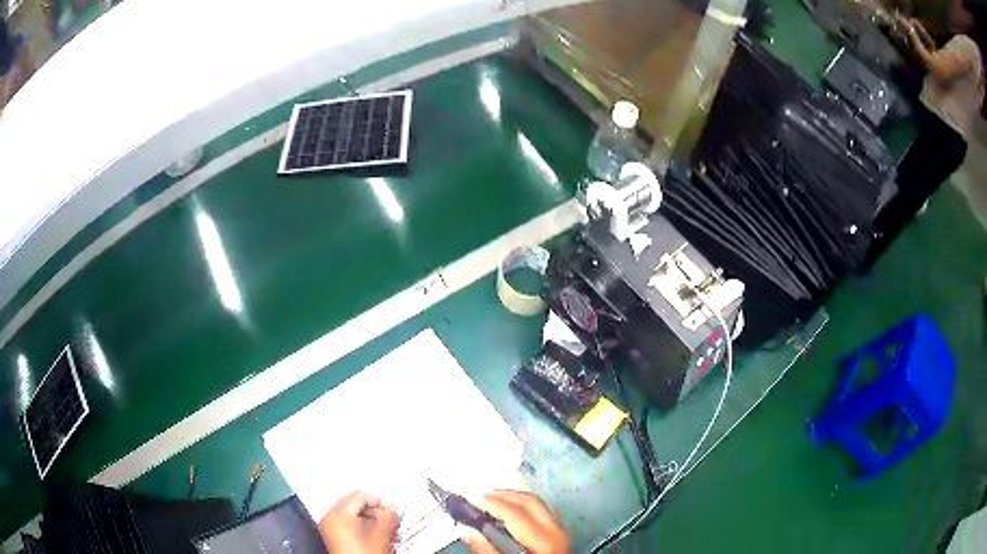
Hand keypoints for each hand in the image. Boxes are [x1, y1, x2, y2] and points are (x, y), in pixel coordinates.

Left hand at [319, 491, 399, 553]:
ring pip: (355, 519)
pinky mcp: (335, 539)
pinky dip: (365, 530)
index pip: (360, 497)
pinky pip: (350, 528)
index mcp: (337, 514)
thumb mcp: (380, 536)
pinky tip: (378, 538)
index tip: (392, 508)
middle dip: (377, 514)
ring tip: (388, 531)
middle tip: (391, 520)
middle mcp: (330, 519)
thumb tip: (392, 511)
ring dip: (373, 523)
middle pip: (356, 508)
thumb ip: (388, 519)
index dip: (379, 501)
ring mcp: (331, 530)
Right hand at [460, 491, 570, 553]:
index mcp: (545, 541)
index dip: (490, 502)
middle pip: (529, 502)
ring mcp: (561, 533)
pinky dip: (520, 508)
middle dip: (501, 495)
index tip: (468, 497)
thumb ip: (486, 552)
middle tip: (476, 496)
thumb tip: (466, 531)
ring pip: (537, 504)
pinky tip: (506, 514)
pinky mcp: (559, 536)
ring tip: (488, 501)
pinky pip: (540, 513)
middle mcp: (557, 532)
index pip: (515, 513)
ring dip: (511, 499)